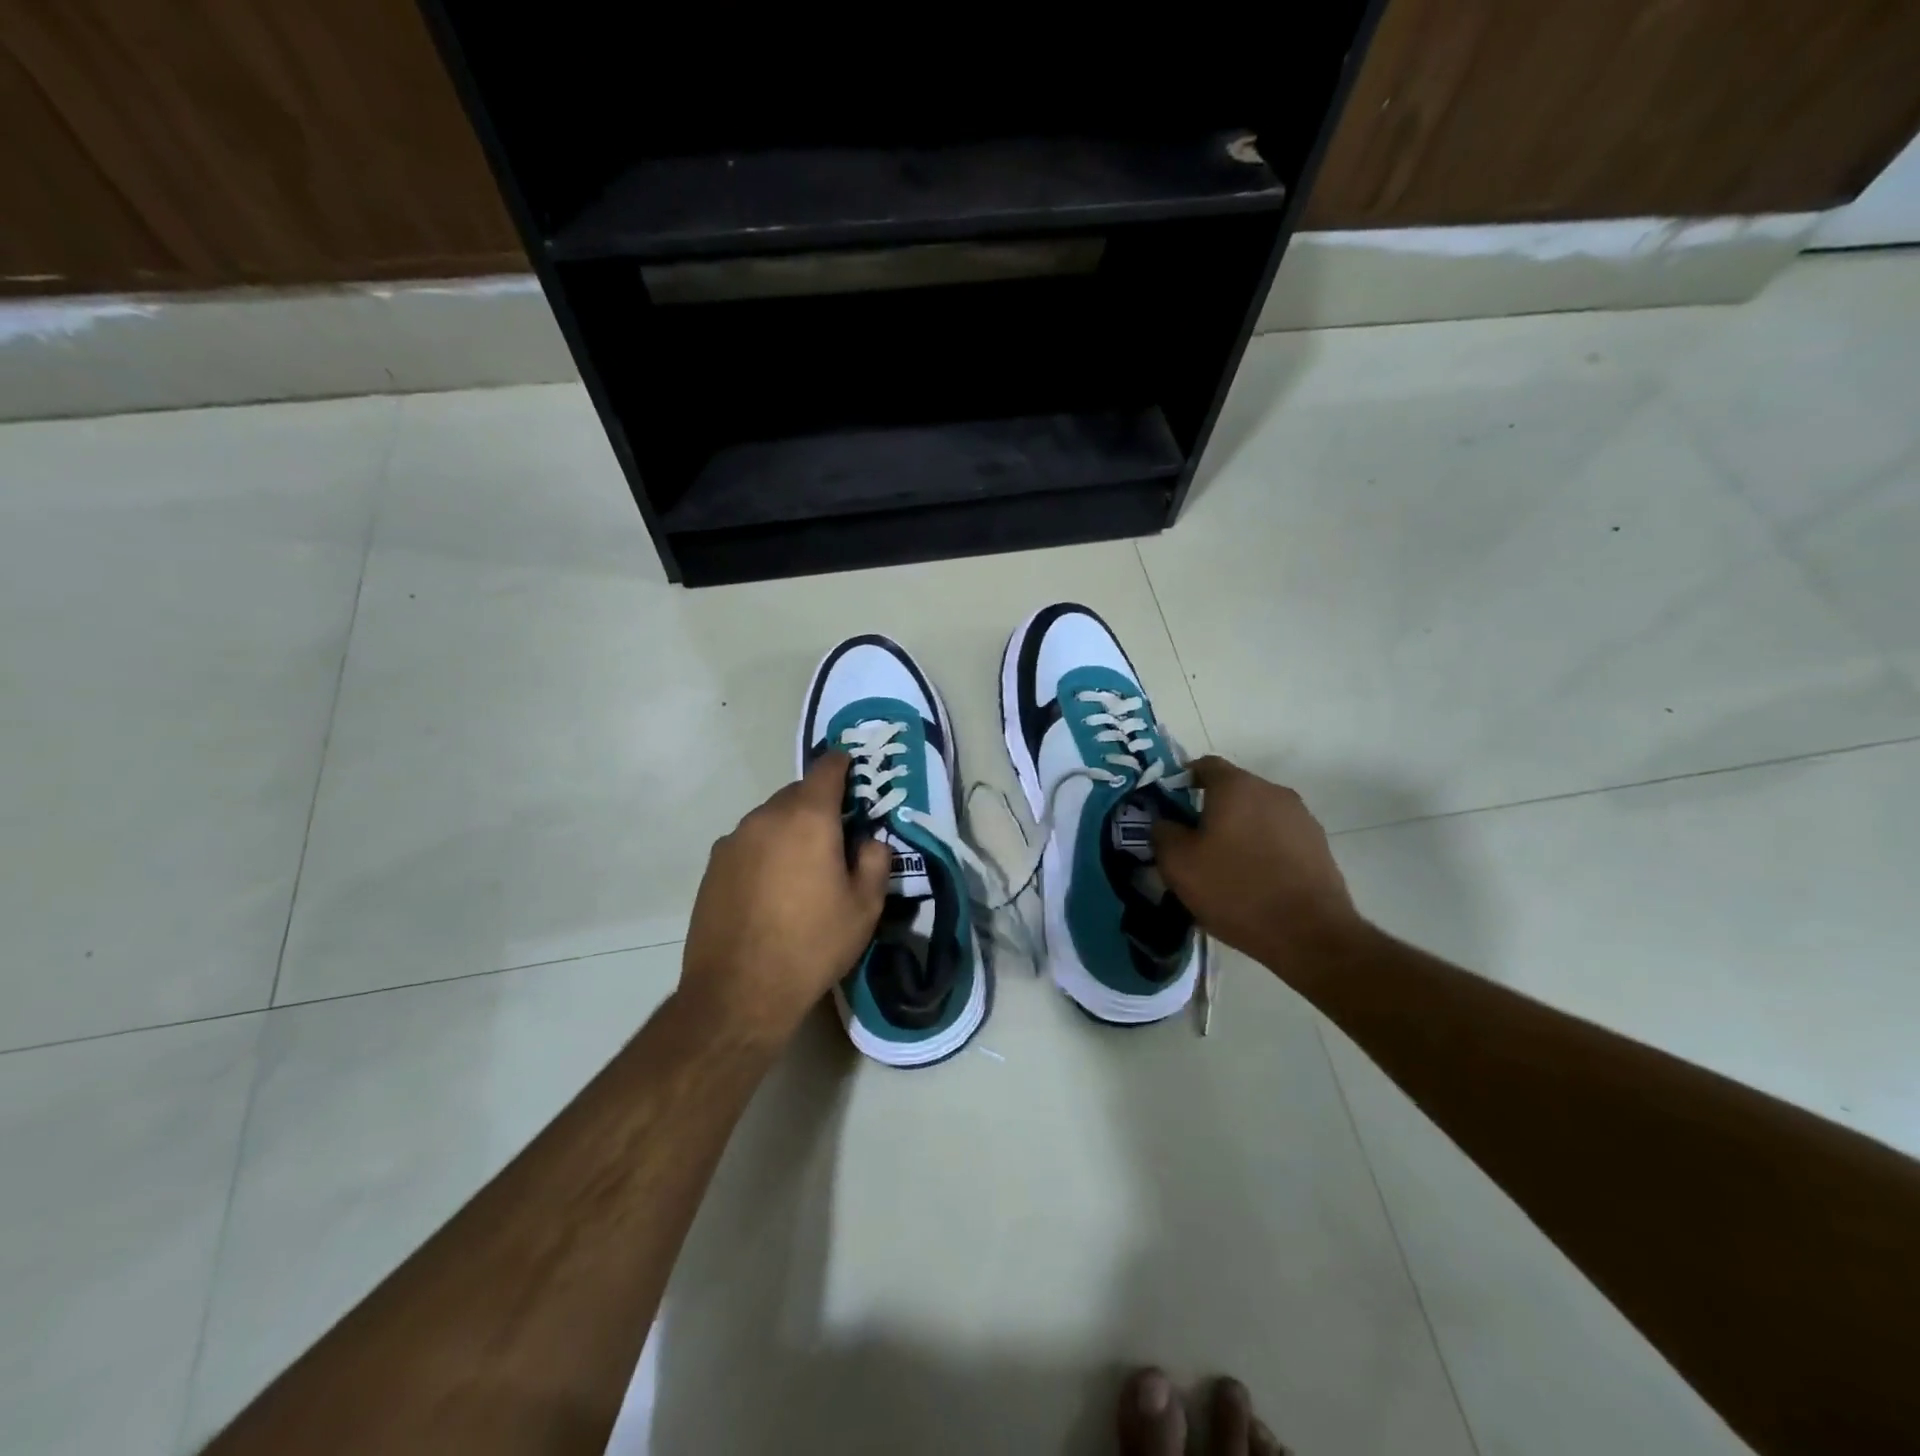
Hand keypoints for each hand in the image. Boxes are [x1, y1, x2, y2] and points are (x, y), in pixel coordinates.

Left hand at [678, 752, 889, 1048]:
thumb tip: (869, 841)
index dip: (843, 764)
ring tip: (803, 868)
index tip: (854, 771)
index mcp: (808, 818)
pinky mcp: (713, 866)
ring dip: (790, 829)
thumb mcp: (865, 907)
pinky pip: (749, 843)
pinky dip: (765, 850)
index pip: (827, 768)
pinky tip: (771, 888)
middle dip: (819, 805)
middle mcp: (766, 817)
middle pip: (797, 794)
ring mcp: (734, 840)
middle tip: (837, 835)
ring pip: (770, 818)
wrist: (738, 991)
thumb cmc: (812, 944)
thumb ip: (875, 861)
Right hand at [1152, 756, 1364, 977]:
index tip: (1169, 806)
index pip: (1204, 765)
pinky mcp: (1319, 845)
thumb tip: (1165, 822)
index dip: (1182, 781)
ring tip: (1224, 866)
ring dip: (1239, 830)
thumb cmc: (1235, 890)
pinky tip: (1254, 881)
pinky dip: (1262, 849)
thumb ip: (1163, 832)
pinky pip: (1279, 837)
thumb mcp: (1178, 864)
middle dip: (1210, 809)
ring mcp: (1301, 817)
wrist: (1309, 934)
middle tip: (1192, 842)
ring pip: (1257, 814)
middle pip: (1233, 790)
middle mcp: (1272, 791)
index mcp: (1236, 786)